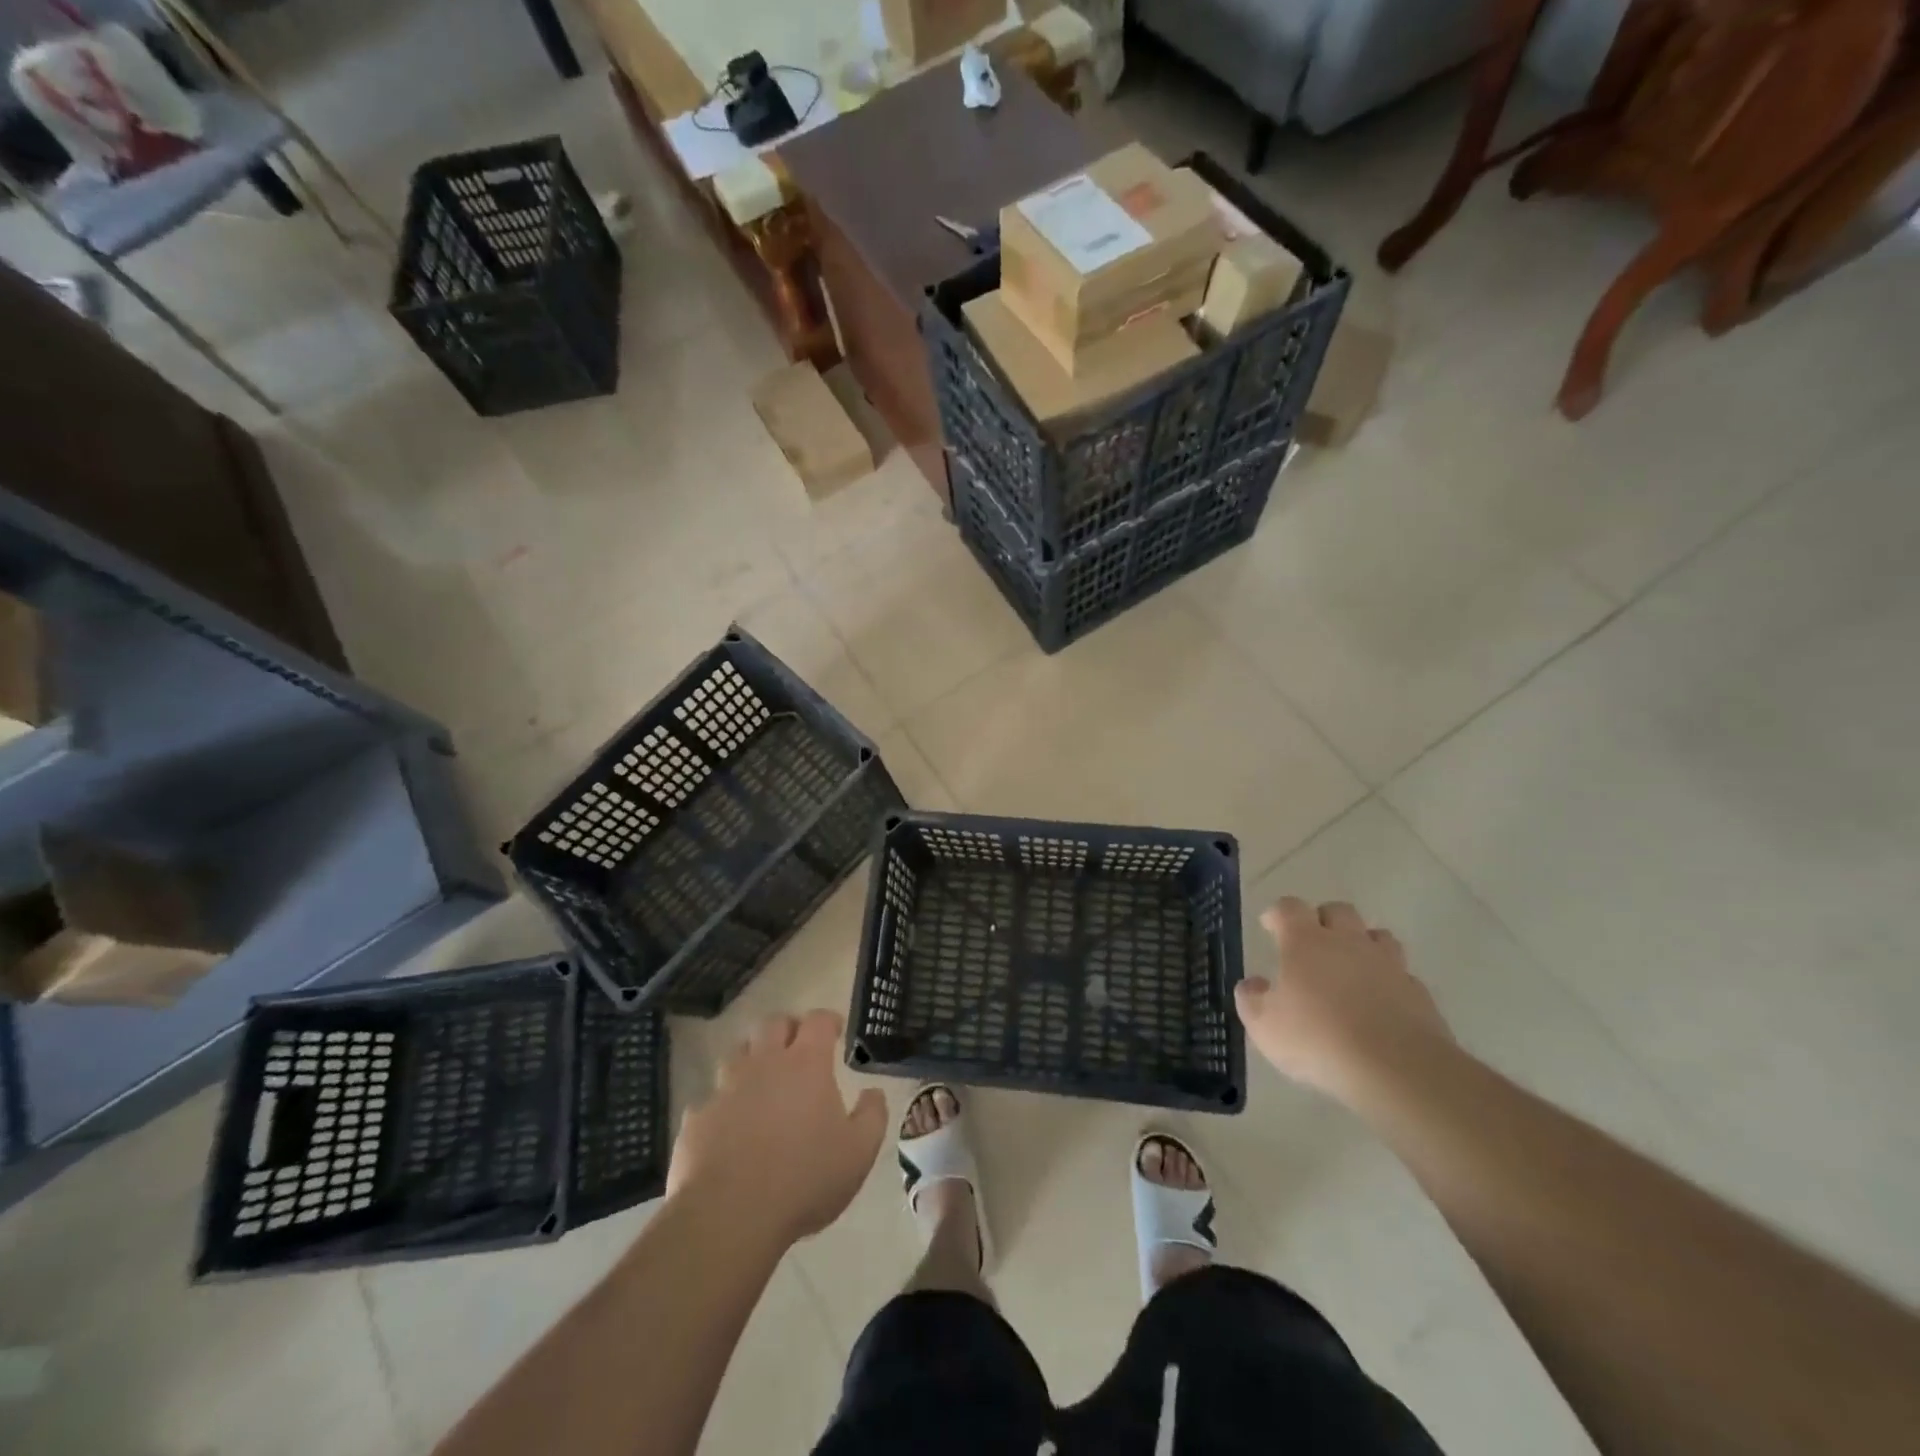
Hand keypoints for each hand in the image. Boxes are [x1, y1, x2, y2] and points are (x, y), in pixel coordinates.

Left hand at [667, 1010, 886, 1251]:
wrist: (729, 1215)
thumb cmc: (805, 1179)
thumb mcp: (858, 1152)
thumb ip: (872, 1115)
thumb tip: (873, 1092)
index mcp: (806, 1064)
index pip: (817, 1021)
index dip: (828, 1020)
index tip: (836, 1031)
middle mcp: (765, 1063)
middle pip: (773, 1024)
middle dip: (788, 1028)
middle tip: (798, 1047)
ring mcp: (726, 1088)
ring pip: (737, 1053)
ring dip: (752, 1059)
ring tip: (762, 1081)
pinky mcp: (697, 1118)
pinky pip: (710, 1099)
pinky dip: (723, 1105)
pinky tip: (729, 1127)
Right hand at [1235, 898, 1451, 1098]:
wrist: (1397, 1070)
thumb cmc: (1318, 1040)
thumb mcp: (1265, 1027)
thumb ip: (1251, 1000)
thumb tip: (1251, 985)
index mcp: (1306, 942)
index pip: (1290, 908)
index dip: (1278, 913)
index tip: (1269, 925)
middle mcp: (1348, 942)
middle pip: (1338, 911)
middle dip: (1323, 919)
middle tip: (1311, 943)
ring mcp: (1388, 965)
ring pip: (1377, 936)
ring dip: (1362, 944)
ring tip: (1350, 967)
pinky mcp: (1419, 993)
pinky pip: (1401, 975)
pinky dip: (1388, 981)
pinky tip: (1380, 1003)